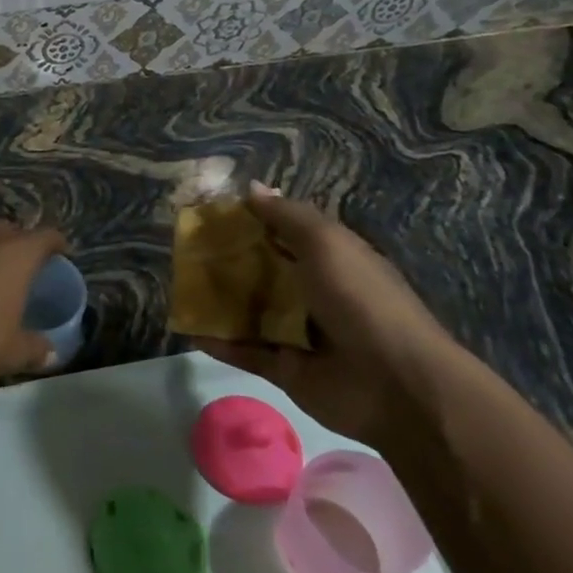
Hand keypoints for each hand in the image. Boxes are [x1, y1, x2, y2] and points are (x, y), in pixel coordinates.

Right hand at [194, 182, 460, 450]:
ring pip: (249, 311)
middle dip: (227, 259)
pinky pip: (245, 351)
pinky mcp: (284, 368)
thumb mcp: (327, 243)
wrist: (395, 385)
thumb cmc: (361, 300)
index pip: (285, 233)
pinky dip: (218, 342)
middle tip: (184, 248)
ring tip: (178, 285)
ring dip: (217, 300)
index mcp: (331, 259)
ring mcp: (298, 332)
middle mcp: (314, 292)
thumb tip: (251, 187)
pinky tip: (187, 329)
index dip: (251, 220)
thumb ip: (287, 216)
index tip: (211, 211)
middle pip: (262, 271)